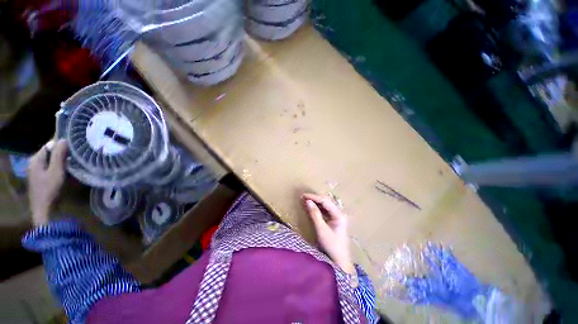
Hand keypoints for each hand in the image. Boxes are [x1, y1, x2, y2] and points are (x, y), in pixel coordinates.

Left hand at [27, 139, 67, 225]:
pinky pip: (51, 169)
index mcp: (35, 159)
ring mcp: (37, 172)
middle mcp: (34, 163)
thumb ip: (59, 155)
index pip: (49, 145)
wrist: (45, 210)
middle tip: (76, 156)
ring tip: (74, 164)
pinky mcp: (41, 179)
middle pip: (50, 153)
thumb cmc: (50, 189)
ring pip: (52, 161)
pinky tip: (67, 173)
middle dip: (62, 154)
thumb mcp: (56, 171)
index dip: (61, 145)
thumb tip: (64, 139)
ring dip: (62, 162)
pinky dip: (60, 168)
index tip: (74, 148)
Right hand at [302, 193, 354, 273]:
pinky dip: (318, 208)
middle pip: (326, 201)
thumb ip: (314, 214)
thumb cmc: (331, 246)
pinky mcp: (335, 221)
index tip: (304, 195)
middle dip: (315, 198)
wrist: (340, 262)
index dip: (314, 197)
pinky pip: (326, 211)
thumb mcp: (321, 229)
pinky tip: (312, 207)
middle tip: (304, 197)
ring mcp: (338, 217)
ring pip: (326, 206)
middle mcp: (340, 213)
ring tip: (306, 200)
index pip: (325, 201)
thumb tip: (308, 201)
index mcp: (339, 214)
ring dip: (316, 202)